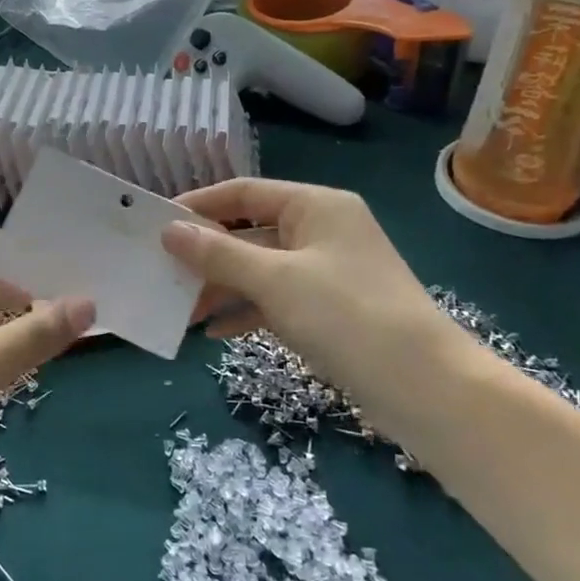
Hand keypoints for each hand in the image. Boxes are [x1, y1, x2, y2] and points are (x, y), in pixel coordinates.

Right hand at [161, 178, 469, 426]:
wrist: (424, 387)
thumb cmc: (346, 315)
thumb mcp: (275, 280)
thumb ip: (218, 254)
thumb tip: (169, 230)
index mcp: (315, 206)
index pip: (243, 192)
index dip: (198, 205)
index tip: (155, 223)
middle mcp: (320, 230)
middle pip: (248, 232)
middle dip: (206, 254)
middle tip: (161, 272)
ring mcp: (325, 271)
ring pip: (259, 269)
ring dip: (221, 287)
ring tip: (180, 308)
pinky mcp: (328, 309)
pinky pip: (275, 299)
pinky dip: (246, 311)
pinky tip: (214, 331)